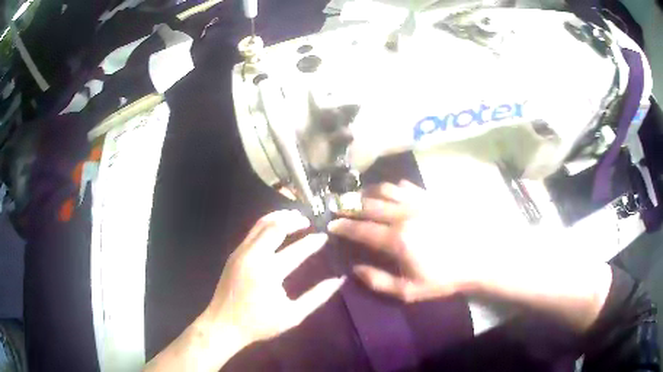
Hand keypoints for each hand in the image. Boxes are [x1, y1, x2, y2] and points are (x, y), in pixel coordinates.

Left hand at [206, 210, 344, 344]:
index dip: (312, 242)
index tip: (323, 236)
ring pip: (260, 224)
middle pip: (274, 226)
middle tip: (307, 220)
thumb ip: (317, 297)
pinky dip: (267, 224)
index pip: (295, 250)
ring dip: (278, 217)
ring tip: (293, 217)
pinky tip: (275, 227)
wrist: (223, 325)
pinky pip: (252, 231)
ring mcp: (241, 253)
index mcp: (268, 272)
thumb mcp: (293, 315)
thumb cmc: (259, 323)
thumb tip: (338, 280)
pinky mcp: (234, 254)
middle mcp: (253, 256)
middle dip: (293, 219)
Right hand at [329, 180, 489, 301]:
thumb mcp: (409, 291)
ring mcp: (419, 203)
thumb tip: (355, 269)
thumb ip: (379, 282)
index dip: (344, 227)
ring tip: (360, 197)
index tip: (331, 224)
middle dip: (350, 206)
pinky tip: (389, 193)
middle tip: (340, 208)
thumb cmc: (443, 277)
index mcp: (397, 239)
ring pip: (386, 191)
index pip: (362, 229)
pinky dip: (392, 188)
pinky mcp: (431, 197)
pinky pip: (406, 186)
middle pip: (370, 206)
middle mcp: (404, 216)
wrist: (478, 258)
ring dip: (368, 193)